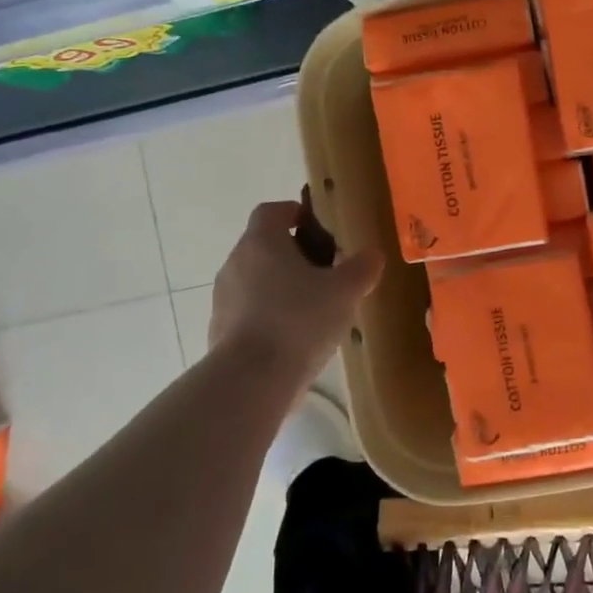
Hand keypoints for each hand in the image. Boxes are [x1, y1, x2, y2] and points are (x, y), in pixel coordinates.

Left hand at [209, 199, 383, 392]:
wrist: (251, 381)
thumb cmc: (299, 320)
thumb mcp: (344, 291)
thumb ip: (361, 268)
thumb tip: (373, 254)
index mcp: (261, 242)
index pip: (271, 211)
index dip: (293, 213)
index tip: (315, 226)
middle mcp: (236, 262)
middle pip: (263, 246)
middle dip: (292, 253)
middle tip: (324, 270)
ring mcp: (223, 298)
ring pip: (255, 280)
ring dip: (280, 286)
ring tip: (312, 307)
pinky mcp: (220, 331)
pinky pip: (248, 312)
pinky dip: (268, 316)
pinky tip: (293, 338)